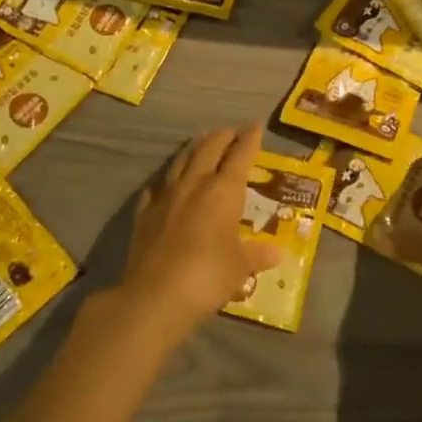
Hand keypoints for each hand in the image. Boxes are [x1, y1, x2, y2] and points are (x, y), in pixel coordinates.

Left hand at [118, 124, 282, 345]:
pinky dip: (164, 183)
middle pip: (209, 149)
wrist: (155, 295)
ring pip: (181, 161)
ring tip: (201, 140)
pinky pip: (156, 189)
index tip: (256, 126)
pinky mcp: (145, 214)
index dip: (250, 140)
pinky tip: (164, 185)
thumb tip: (277, 254)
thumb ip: (257, 255)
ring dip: (194, 148)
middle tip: (230, 130)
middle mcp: (195, 184)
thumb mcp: (240, 267)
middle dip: (222, 137)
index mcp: (224, 191)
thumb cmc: (208, 276)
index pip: (240, 156)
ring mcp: (166, 197)